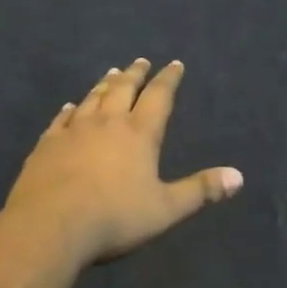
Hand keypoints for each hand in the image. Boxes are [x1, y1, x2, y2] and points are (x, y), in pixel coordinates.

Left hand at [5, 59, 242, 265]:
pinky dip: (69, 109)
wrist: (50, 226)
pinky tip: (69, 106)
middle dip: (135, 74)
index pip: (159, 97)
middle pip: (123, 89)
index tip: (175, 64)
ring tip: (112, 73)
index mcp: (139, 133)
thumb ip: (200, 191)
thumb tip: (239, 176)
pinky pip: (61, 119)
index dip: (168, 79)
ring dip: (105, 84)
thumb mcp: (165, 209)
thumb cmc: (114, 217)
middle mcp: (108, 122)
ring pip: (93, 98)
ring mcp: (74, 130)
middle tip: (141, 61)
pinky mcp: (47, 144)